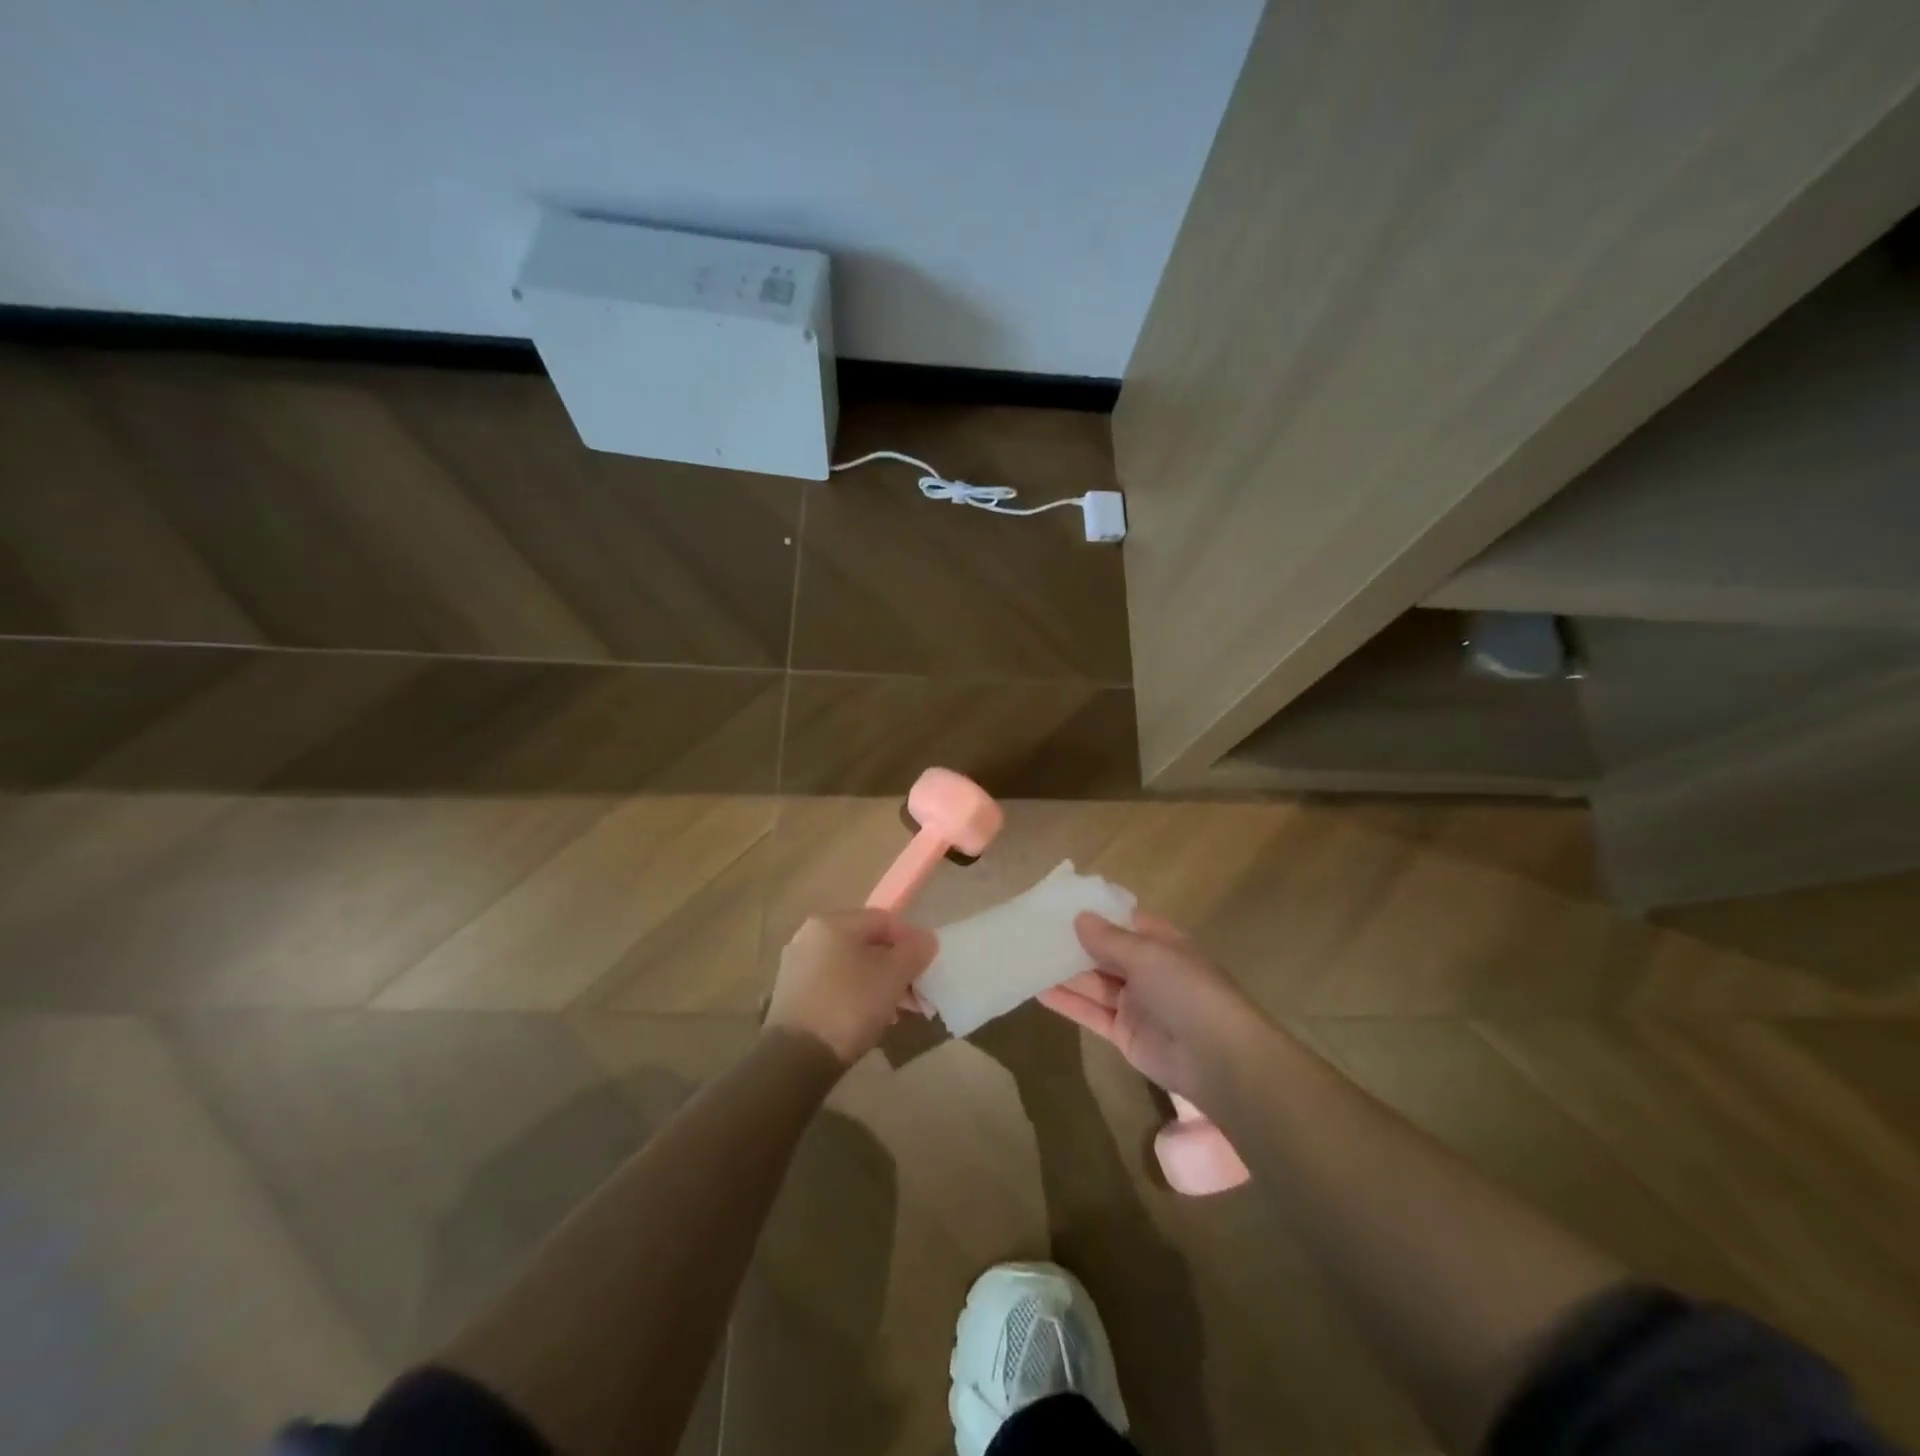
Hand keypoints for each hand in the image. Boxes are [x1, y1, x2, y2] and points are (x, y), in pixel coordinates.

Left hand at [767, 910, 937, 1065]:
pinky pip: (834, 985)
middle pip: (866, 944)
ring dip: (878, 985)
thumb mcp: (892, 976)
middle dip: (895, 968)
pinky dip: (855, 996)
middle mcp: (809, 936)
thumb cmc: (849, 1007)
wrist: (795, 1059)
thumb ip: (914, 951)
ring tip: (897, 1013)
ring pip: (851, 967)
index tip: (925, 969)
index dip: (911, 941)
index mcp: (832, 922)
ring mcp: (797, 966)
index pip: (884, 920)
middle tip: (915, 996)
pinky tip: (869, 1021)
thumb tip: (927, 939)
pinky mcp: (791, 995)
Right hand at [1039, 912, 1266, 1101]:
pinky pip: (1091, 1012)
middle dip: (1073, 943)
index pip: (1123, 920)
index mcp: (1162, 942)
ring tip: (1026, 957)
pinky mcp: (1124, 1033)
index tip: (1058, 903)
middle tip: (1032, 930)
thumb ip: (1109, 938)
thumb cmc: (1186, 990)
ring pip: (1093, 982)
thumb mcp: (1148, 954)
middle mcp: (1148, 969)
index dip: (1094, 912)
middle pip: (1104, 951)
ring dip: (1064, 972)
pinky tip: (1038, 990)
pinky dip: (1067, 1002)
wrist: (1217, 1059)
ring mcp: (1135, 1002)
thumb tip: (1079, 917)